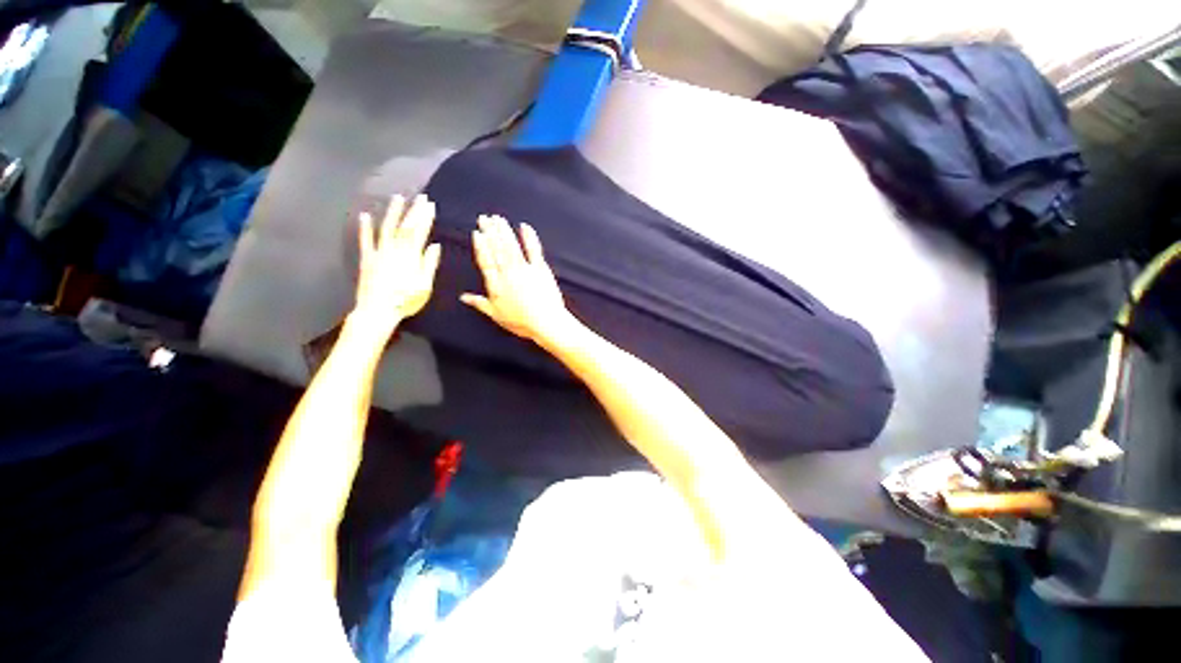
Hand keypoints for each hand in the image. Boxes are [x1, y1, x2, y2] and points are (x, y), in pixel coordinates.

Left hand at [350, 194, 441, 343]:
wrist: (377, 310)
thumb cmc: (405, 301)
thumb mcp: (424, 286)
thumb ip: (429, 264)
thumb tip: (434, 246)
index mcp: (411, 257)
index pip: (420, 232)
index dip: (425, 218)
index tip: (430, 206)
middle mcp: (395, 250)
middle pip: (405, 227)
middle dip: (414, 211)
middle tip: (421, 197)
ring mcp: (379, 252)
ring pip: (387, 228)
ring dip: (393, 212)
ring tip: (398, 198)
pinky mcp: (367, 258)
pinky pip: (366, 240)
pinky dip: (366, 227)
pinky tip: (366, 215)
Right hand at [461, 215, 575, 345]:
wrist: (545, 322)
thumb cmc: (520, 322)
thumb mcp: (496, 315)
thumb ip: (479, 303)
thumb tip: (463, 297)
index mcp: (496, 284)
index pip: (485, 261)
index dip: (481, 246)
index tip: (477, 232)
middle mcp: (508, 273)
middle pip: (497, 249)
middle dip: (490, 232)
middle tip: (484, 218)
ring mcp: (525, 269)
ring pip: (511, 246)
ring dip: (504, 231)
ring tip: (498, 219)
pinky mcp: (540, 268)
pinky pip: (533, 250)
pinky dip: (529, 237)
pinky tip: (524, 226)